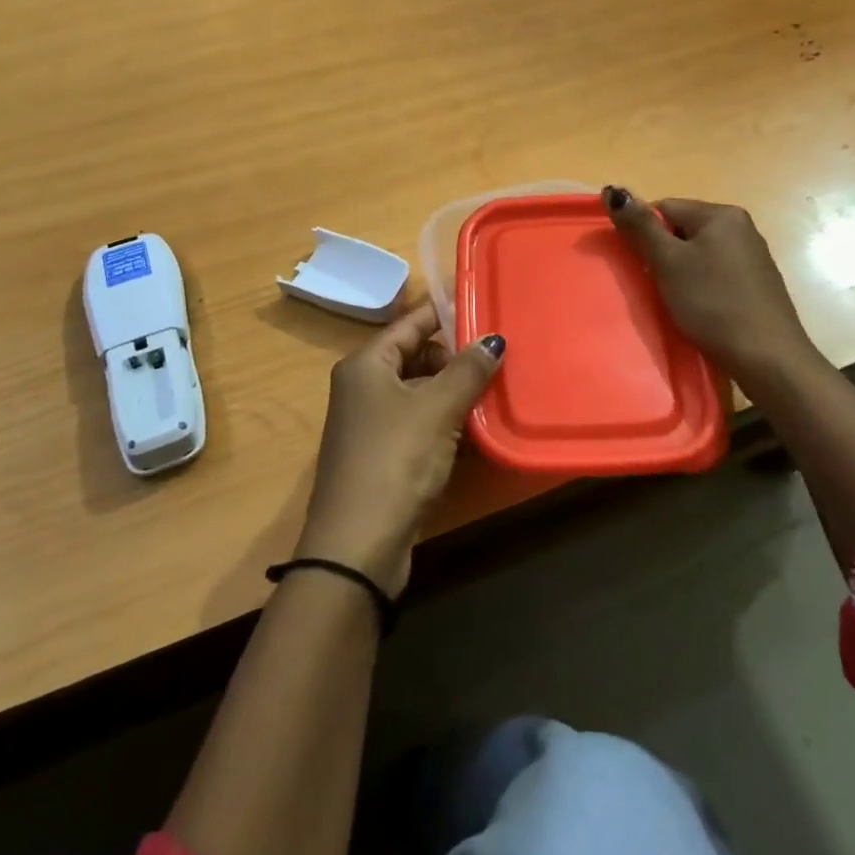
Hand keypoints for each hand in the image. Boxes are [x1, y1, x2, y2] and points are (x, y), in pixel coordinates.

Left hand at [295, 302, 504, 597]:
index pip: (411, 322)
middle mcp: (363, 385)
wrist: (357, 547)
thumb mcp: (437, 409)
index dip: (447, 313)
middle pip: (416, 355)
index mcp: (366, 363)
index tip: (486, 307)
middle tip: (498, 360)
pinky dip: (445, 421)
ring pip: (420, 391)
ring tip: (496, 391)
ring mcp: (371, 422)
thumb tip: (494, 340)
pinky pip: (419, 422)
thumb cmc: (395, 460)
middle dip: (455, 357)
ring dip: (454, 392)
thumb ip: (467, 370)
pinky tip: (476, 429)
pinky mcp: (383, 454)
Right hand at [603, 187, 830, 390]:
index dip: (644, 234)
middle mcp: (741, 227)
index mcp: (721, 214)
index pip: (664, 207)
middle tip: (655, 284)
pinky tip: (699, 308)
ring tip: (676, 299)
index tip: (638, 264)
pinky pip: (716, 272)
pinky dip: (701, 285)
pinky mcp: (757, 283)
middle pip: (682, 229)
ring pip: (699, 253)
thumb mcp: (668, 262)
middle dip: (663, 253)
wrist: (767, 358)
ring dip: (680, 271)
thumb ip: (640, 226)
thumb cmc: (712, 303)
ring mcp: (753, 255)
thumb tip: (613, 189)